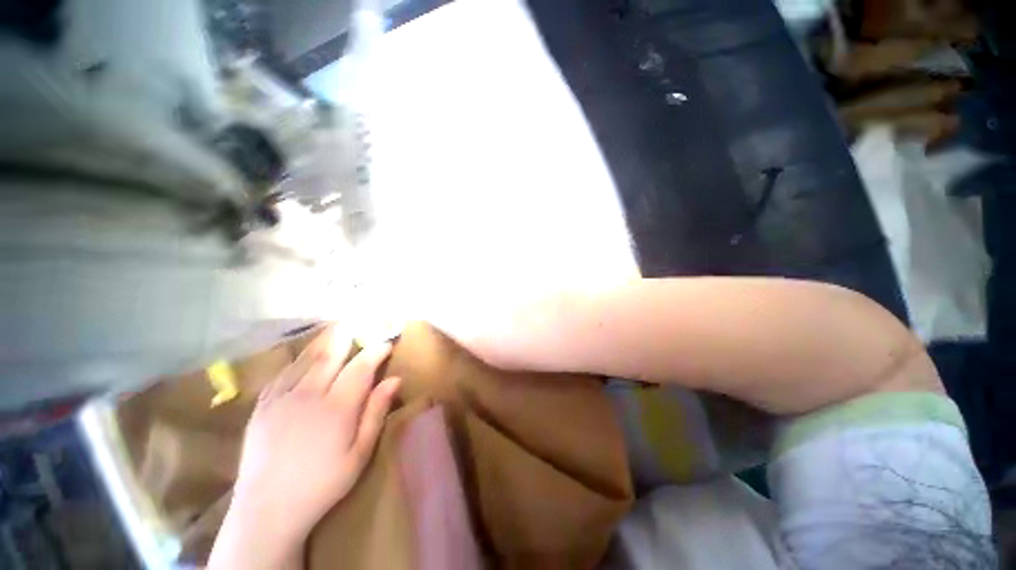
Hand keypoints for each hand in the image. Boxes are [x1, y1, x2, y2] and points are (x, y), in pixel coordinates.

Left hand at [209, 327, 400, 568]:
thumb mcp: (359, 453)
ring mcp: (282, 398)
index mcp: (337, 408)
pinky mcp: (262, 405)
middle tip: (360, 323)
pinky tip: (307, 355)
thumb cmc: (322, 484)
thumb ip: (376, 412)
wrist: (267, 509)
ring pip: (307, 359)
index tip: (387, 342)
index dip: (376, 351)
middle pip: (332, 355)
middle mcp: (309, 395)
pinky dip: (300, 359)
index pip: (361, 367)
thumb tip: (395, 379)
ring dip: (325, 341)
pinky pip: (284, 373)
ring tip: (338, 328)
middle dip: (349, 336)